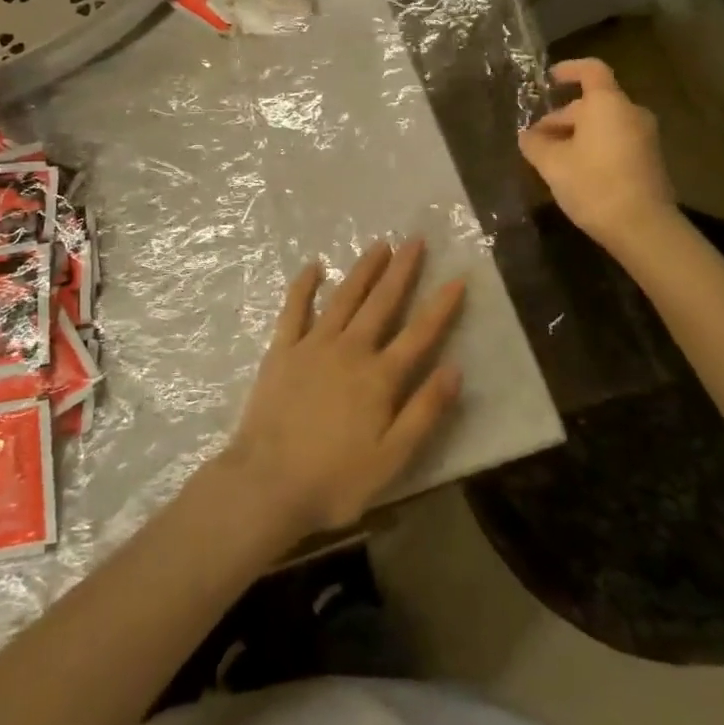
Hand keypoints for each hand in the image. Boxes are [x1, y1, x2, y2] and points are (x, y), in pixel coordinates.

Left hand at [220, 240, 464, 542]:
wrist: (266, 484)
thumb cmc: (334, 480)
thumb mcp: (392, 458)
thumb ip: (425, 412)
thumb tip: (455, 369)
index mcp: (379, 377)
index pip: (419, 334)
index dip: (441, 306)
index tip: (457, 277)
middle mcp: (350, 350)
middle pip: (381, 303)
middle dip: (401, 270)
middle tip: (415, 240)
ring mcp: (312, 345)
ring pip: (343, 298)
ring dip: (363, 270)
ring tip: (379, 245)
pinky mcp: (282, 350)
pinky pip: (294, 309)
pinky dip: (304, 285)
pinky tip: (314, 266)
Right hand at [519, 57, 676, 249]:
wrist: (643, 227)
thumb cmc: (593, 184)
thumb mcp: (552, 164)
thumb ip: (535, 143)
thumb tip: (527, 135)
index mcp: (608, 104)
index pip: (590, 70)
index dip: (569, 69)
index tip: (549, 79)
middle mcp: (630, 113)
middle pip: (593, 103)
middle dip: (562, 117)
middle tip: (536, 139)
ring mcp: (644, 137)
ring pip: (603, 124)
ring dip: (576, 134)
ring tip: (552, 158)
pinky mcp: (649, 160)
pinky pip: (616, 141)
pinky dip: (594, 147)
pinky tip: (575, 171)